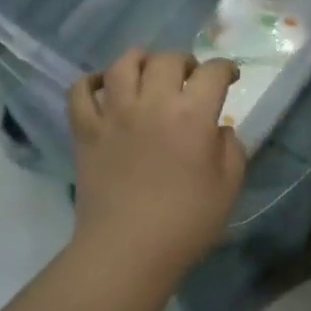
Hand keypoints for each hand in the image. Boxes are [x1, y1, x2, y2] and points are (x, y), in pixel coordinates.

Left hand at [68, 49, 247, 273]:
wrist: (127, 251)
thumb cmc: (185, 223)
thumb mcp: (228, 186)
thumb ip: (231, 148)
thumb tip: (218, 129)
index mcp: (192, 115)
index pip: (213, 72)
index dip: (226, 68)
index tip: (230, 77)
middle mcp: (152, 103)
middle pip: (167, 59)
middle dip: (185, 61)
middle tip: (191, 76)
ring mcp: (114, 114)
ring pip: (123, 64)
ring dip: (141, 59)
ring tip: (149, 71)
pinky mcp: (85, 130)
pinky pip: (80, 91)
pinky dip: (91, 82)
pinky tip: (103, 86)